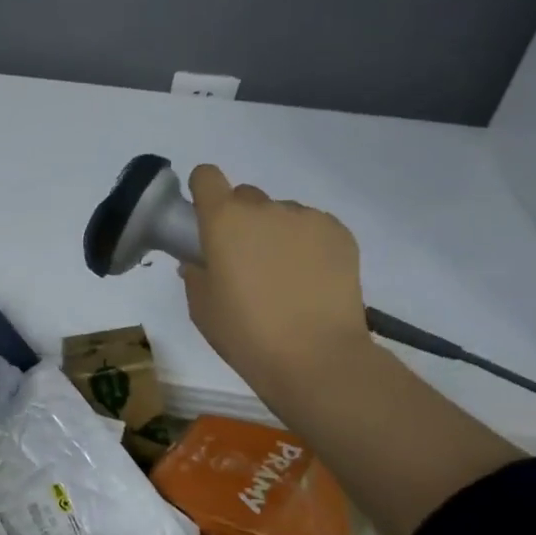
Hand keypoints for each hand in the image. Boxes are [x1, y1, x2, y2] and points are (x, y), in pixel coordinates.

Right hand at [181, 163, 373, 414]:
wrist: (317, 358)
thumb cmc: (246, 333)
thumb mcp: (202, 308)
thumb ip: (195, 275)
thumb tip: (200, 262)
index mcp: (223, 220)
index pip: (207, 176)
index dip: (204, 191)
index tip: (206, 218)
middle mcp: (264, 208)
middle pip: (245, 197)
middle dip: (241, 220)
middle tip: (246, 260)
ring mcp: (306, 218)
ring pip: (281, 214)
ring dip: (276, 233)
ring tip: (285, 276)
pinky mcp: (340, 233)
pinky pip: (313, 227)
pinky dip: (307, 244)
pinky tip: (311, 279)